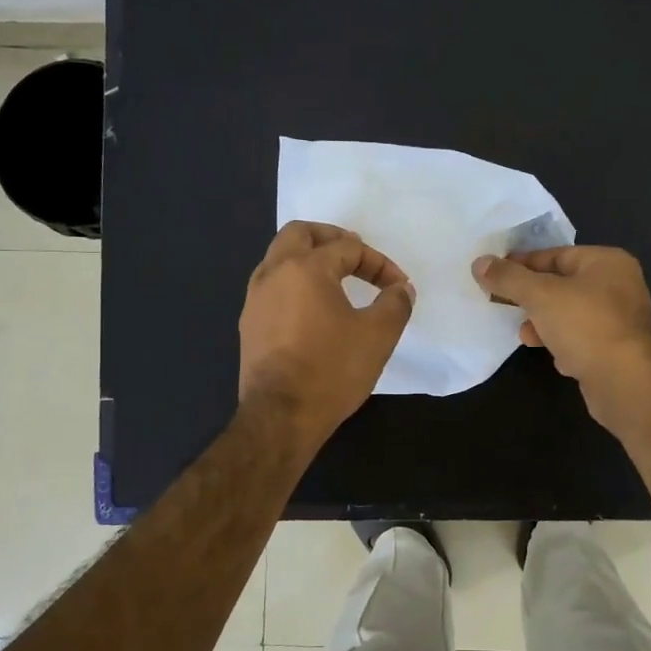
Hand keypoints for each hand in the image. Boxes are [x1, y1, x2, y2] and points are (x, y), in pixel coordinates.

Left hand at [239, 222, 414, 447]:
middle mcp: (273, 273)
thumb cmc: (332, 370)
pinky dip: (294, 283)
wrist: (281, 416)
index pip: (348, 248)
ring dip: (308, 258)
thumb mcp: (378, 335)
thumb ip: (395, 303)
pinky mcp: (249, 324)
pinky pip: (271, 286)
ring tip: (335, 278)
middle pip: (299, 234)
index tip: (397, 286)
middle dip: (331, 238)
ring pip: (279, 258)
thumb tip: (401, 289)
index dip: (378, 263)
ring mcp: (255, 299)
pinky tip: (312, 308)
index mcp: (305, 268)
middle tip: (355, 253)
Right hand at [471, 246, 650, 418]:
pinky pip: (582, 340)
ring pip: (570, 314)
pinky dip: (565, 346)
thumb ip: (509, 278)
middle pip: (562, 284)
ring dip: (544, 325)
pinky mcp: (617, 350)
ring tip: (525, 336)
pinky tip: (556, 358)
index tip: (494, 275)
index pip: (555, 254)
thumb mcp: (540, 295)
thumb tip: (480, 263)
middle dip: (532, 298)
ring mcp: (620, 320)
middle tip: (503, 305)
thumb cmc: (585, 326)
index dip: (522, 264)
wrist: (626, 382)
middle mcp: (619, 286)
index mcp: (607, 262)